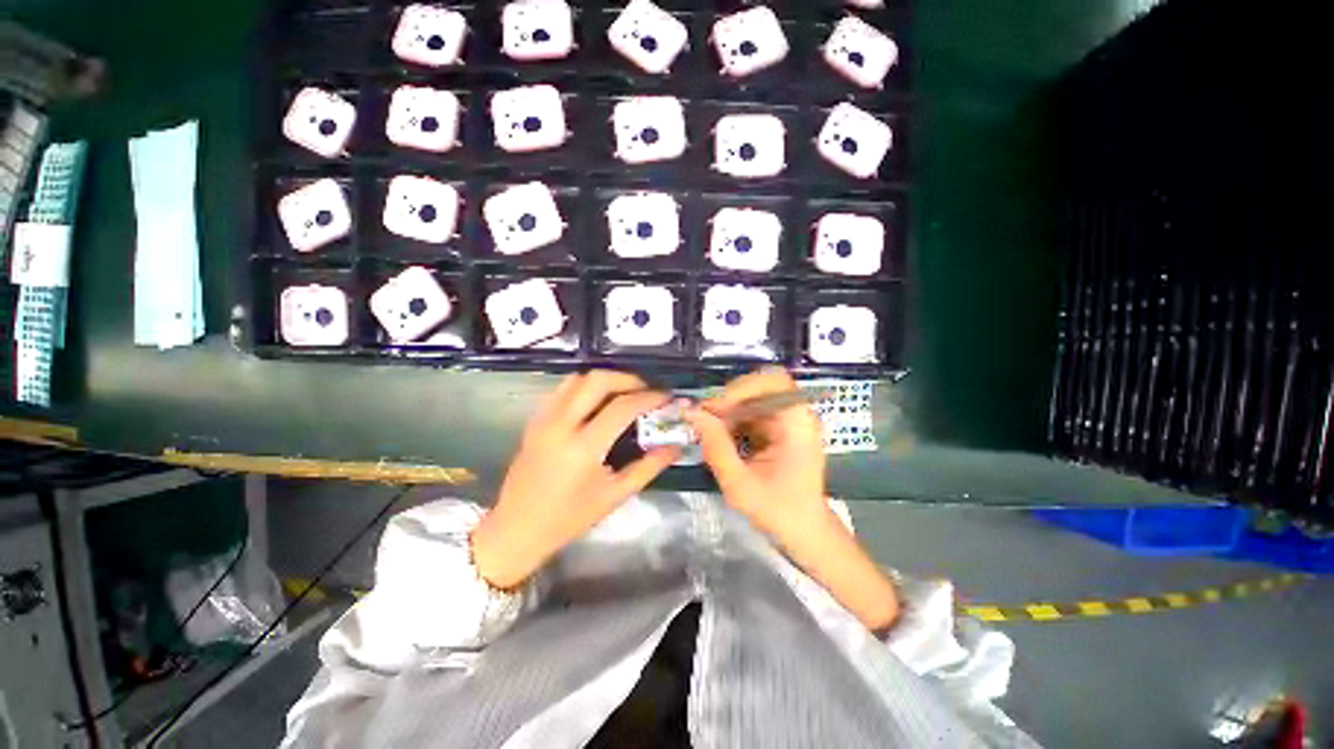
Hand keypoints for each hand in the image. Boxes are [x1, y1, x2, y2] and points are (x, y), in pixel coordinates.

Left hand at [472, 371, 678, 588]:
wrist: (517, 528)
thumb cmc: (569, 518)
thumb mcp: (615, 495)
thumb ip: (649, 466)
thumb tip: (676, 445)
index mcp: (582, 447)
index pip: (622, 407)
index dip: (649, 397)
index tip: (667, 397)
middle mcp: (561, 424)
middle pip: (598, 380)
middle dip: (628, 379)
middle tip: (646, 390)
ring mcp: (544, 418)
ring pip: (578, 378)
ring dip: (606, 379)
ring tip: (625, 392)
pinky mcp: (535, 419)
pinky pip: (563, 388)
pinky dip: (586, 386)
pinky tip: (598, 400)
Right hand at [684, 368, 828, 538]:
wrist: (803, 531)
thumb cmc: (778, 511)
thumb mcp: (740, 484)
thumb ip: (715, 447)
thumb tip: (692, 413)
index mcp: (798, 423)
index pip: (774, 381)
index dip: (743, 386)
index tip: (716, 407)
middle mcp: (796, 414)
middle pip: (759, 386)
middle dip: (729, 399)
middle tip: (704, 417)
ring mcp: (786, 420)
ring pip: (751, 398)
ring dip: (727, 410)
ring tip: (708, 429)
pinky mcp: (777, 428)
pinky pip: (750, 412)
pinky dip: (731, 420)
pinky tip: (720, 437)